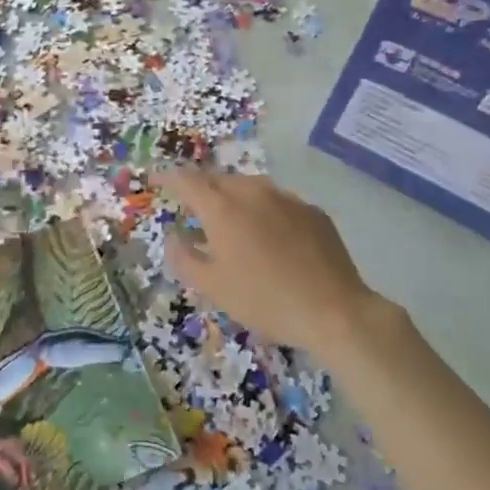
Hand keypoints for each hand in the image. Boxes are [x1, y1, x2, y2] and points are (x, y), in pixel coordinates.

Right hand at [158, 167, 401, 360]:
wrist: (334, 311)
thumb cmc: (264, 300)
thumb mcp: (213, 287)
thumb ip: (185, 258)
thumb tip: (173, 237)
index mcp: (223, 208)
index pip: (187, 181)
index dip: (167, 178)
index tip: (155, 180)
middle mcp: (254, 193)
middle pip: (219, 179)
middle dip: (201, 188)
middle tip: (192, 207)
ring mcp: (287, 199)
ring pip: (250, 187)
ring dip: (233, 197)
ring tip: (229, 220)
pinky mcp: (313, 212)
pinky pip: (278, 202)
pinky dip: (263, 211)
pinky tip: (268, 235)